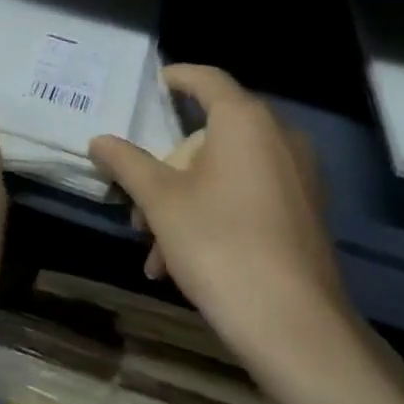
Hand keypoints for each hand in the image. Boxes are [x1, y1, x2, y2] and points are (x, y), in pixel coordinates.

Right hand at [89, 65, 356, 373]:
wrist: (295, 326)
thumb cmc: (220, 244)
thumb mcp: (161, 202)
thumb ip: (127, 163)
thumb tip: (98, 140)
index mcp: (245, 121)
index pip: (207, 79)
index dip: (177, 77)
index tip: (155, 83)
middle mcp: (279, 137)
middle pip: (211, 135)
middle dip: (168, 169)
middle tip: (139, 203)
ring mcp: (298, 176)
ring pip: (227, 171)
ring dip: (185, 200)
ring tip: (155, 250)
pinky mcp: (305, 212)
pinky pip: (250, 195)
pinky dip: (216, 213)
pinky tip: (183, 262)